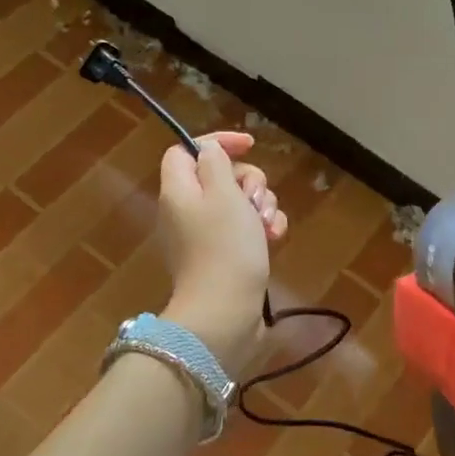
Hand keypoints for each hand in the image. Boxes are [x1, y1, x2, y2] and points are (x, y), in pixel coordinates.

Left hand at [158, 132, 286, 374]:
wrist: (225, 313)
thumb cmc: (225, 247)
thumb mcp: (224, 194)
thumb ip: (216, 163)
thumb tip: (209, 151)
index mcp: (179, 191)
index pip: (187, 150)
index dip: (217, 142)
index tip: (249, 145)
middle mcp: (187, 210)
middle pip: (219, 176)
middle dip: (249, 181)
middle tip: (257, 200)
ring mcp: (205, 235)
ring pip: (238, 202)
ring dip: (261, 206)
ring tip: (269, 226)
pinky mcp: (223, 256)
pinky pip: (244, 229)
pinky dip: (261, 229)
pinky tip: (274, 238)